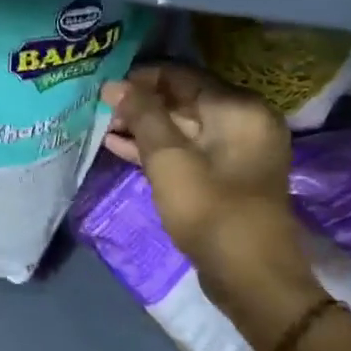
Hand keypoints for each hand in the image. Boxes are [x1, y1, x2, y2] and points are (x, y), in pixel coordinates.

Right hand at [101, 64, 320, 350]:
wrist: (250, 276)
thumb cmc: (209, 210)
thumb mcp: (168, 159)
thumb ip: (142, 115)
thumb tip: (114, 84)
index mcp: (238, 108)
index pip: (181, 75)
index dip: (140, 79)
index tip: (104, 90)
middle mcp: (243, 121)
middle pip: (183, 98)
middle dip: (140, 103)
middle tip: (100, 111)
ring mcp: (236, 150)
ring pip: (182, 125)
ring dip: (144, 127)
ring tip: (103, 128)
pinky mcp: (226, 175)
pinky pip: (187, 149)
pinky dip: (157, 148)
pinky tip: (120, 148)